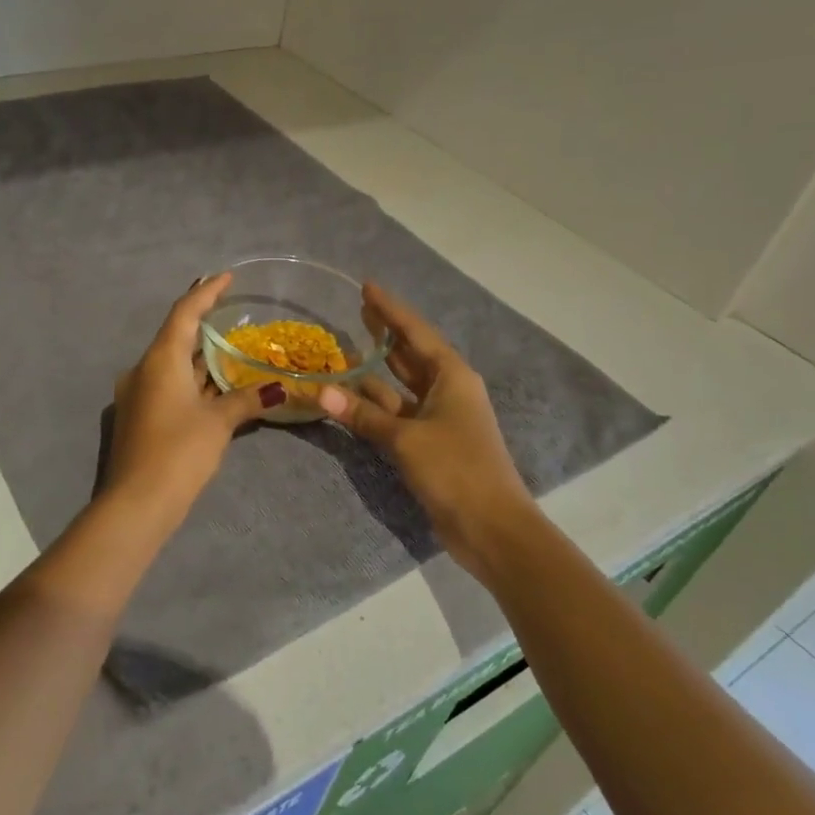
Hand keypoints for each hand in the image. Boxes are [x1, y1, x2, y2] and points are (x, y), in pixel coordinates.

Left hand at [103, 274, 288, 524]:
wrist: (136, 502)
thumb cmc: (179, 452)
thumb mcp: (218, 423)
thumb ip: (247, 399)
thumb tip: (279, 389)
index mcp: (160, 359)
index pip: (184, 312)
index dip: (206, 291)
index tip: (226, 276)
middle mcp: (144, 369)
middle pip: (176, 336)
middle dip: (205, 325)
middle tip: (234, 313)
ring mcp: (138, 393)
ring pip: (173, 364)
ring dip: (200, 357)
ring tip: (232, 348)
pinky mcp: (140, 415)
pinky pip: (169, 385)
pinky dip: (192, 380)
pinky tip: (215, 386)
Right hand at [319, 283, 533, 579]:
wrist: (492, 527)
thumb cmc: (456, 469)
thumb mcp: (406, 438)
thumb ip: (363, 414)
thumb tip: (322, 391)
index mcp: (452, 376)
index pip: (415, 332)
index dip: (390, 309)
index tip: (367, 287)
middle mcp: (447, 390)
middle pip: (411, 354)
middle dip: (386, 333)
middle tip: (357, 311)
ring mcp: (439, 419)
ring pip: (401, 386)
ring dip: (376, 371)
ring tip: (346, 349)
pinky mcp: (430, 444)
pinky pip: (397, 414)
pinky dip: (375, 406)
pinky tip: (351, 398)